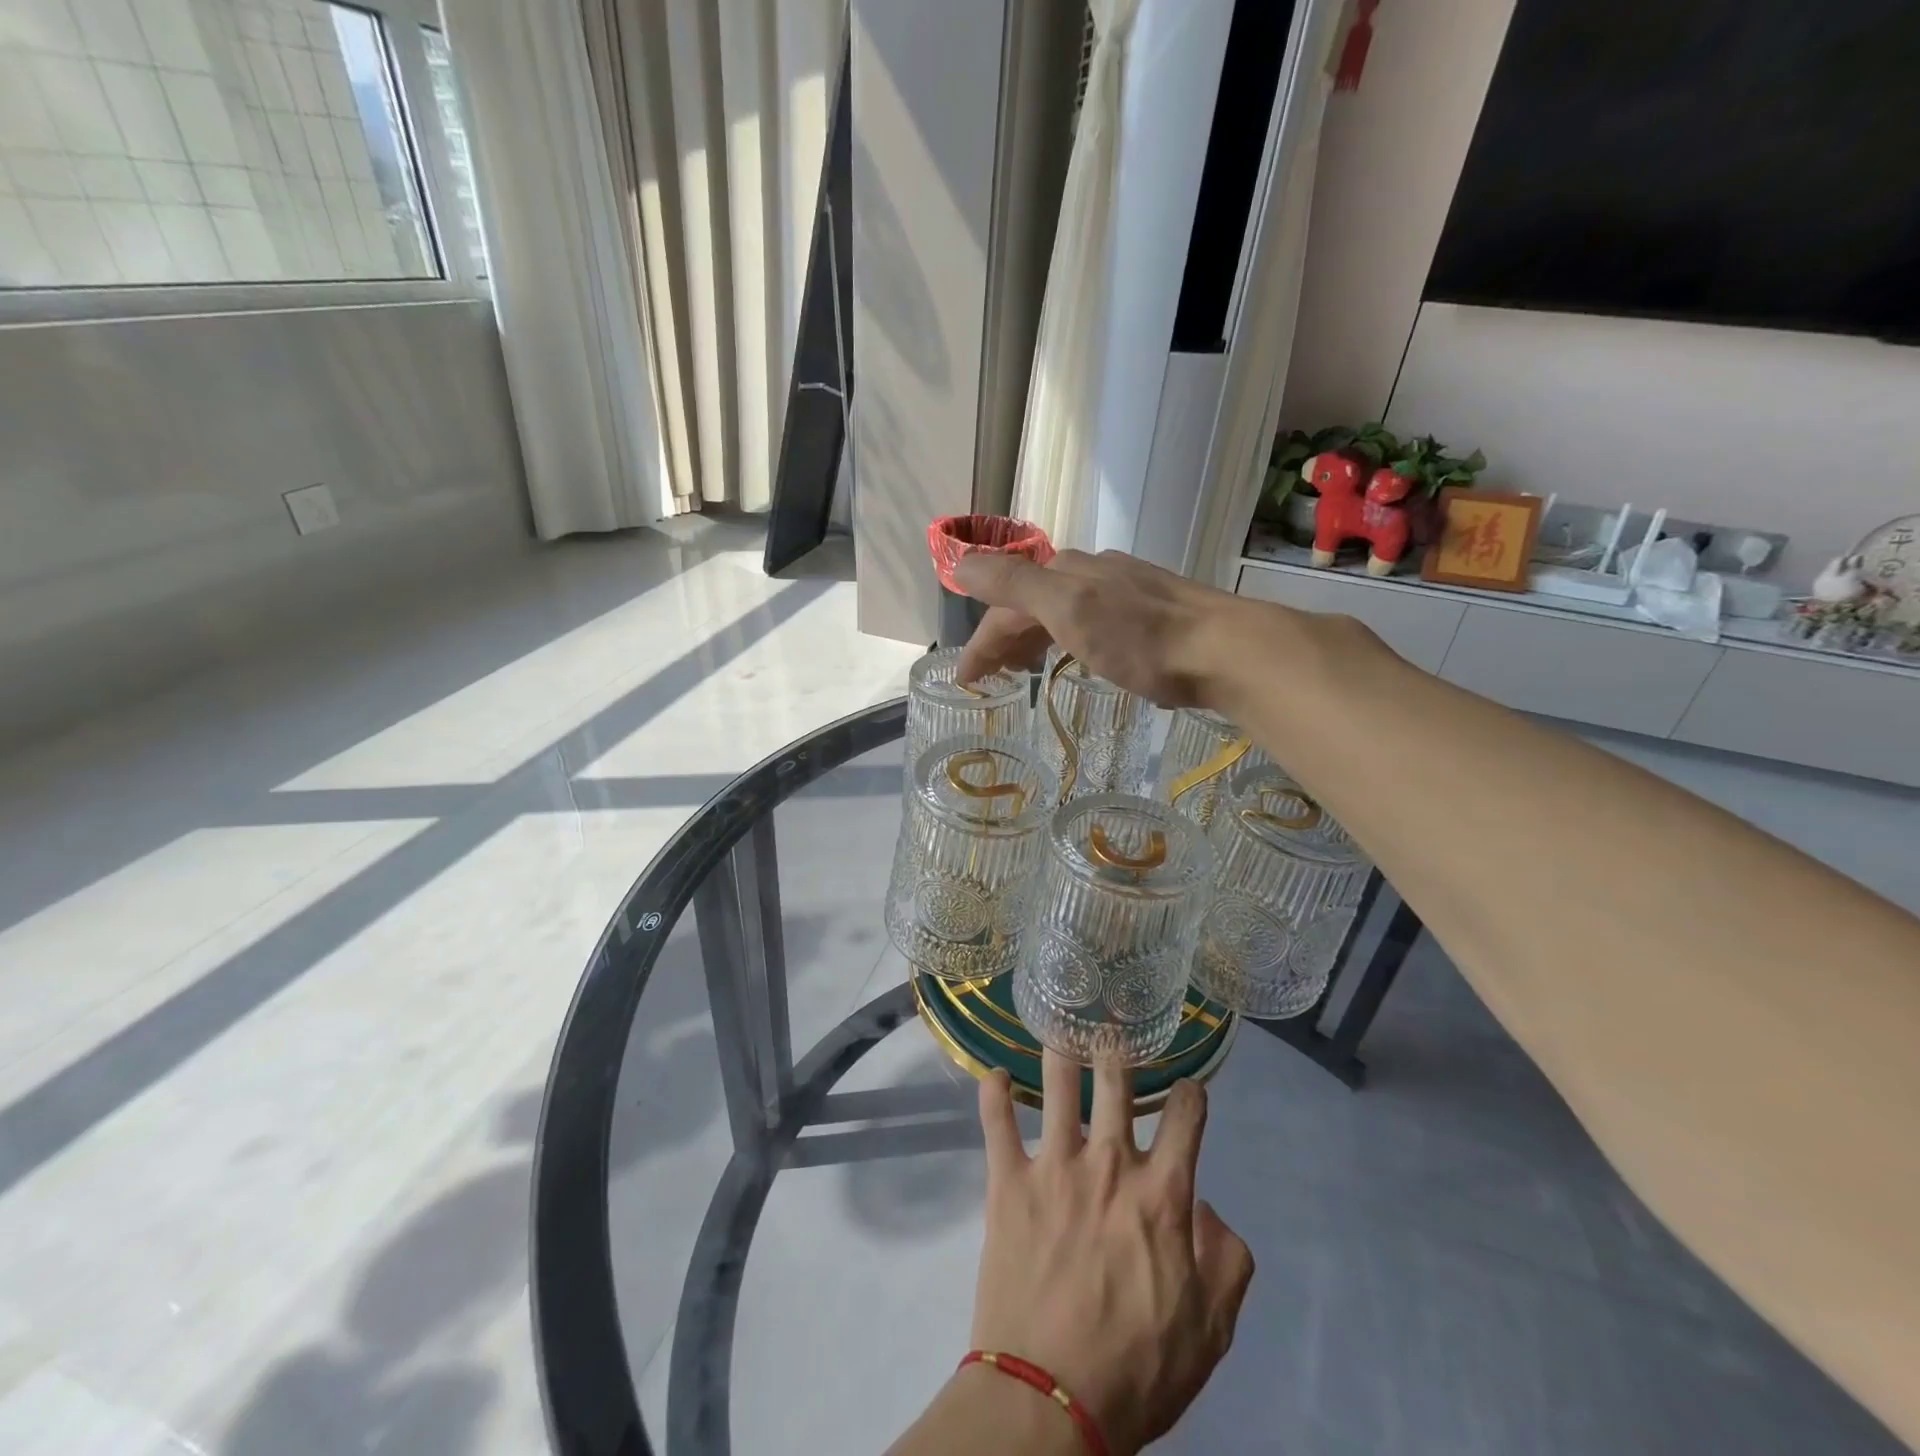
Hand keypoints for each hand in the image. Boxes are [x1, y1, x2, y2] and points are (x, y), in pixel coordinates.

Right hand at [953, 550, 1249, 707]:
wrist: (1224, 650)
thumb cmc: (1141, 638)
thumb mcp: (1069, 610)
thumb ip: (1013, 584)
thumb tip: (960, 563)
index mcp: (1065, 570)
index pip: (1006, 603)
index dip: (981, 641)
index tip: (967, 681)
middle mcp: (1090, 571)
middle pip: (1031, 603)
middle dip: (1004, 638)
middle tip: (993, 678)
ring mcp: (1122, 589)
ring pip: (1060, 610)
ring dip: (1033, 638)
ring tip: (1026, 670)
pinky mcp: (1148, 611)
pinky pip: (1088, 620)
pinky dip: (1066, 639)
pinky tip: (1077, 654)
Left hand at [970, 1054, 1254, 1454]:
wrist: (1049, 1400)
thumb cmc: (1137, 1369)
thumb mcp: (1210, 1330)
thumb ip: (1226, 1260)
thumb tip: (1206, 1205)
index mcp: (1162, 1194)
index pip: (1187, 1117)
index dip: (1192, 1094)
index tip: (1188, 1089)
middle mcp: (1110, 1163)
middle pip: (1117, 1081)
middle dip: (1118, 1049)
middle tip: (1111, 1029)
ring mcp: (1054, 1166)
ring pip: (1057, 1085)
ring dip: (1060, 1051)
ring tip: (1058, 1025)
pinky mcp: (1008, 1182)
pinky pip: (996, 1123)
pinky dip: (993, 1093)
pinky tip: (993, 1073)